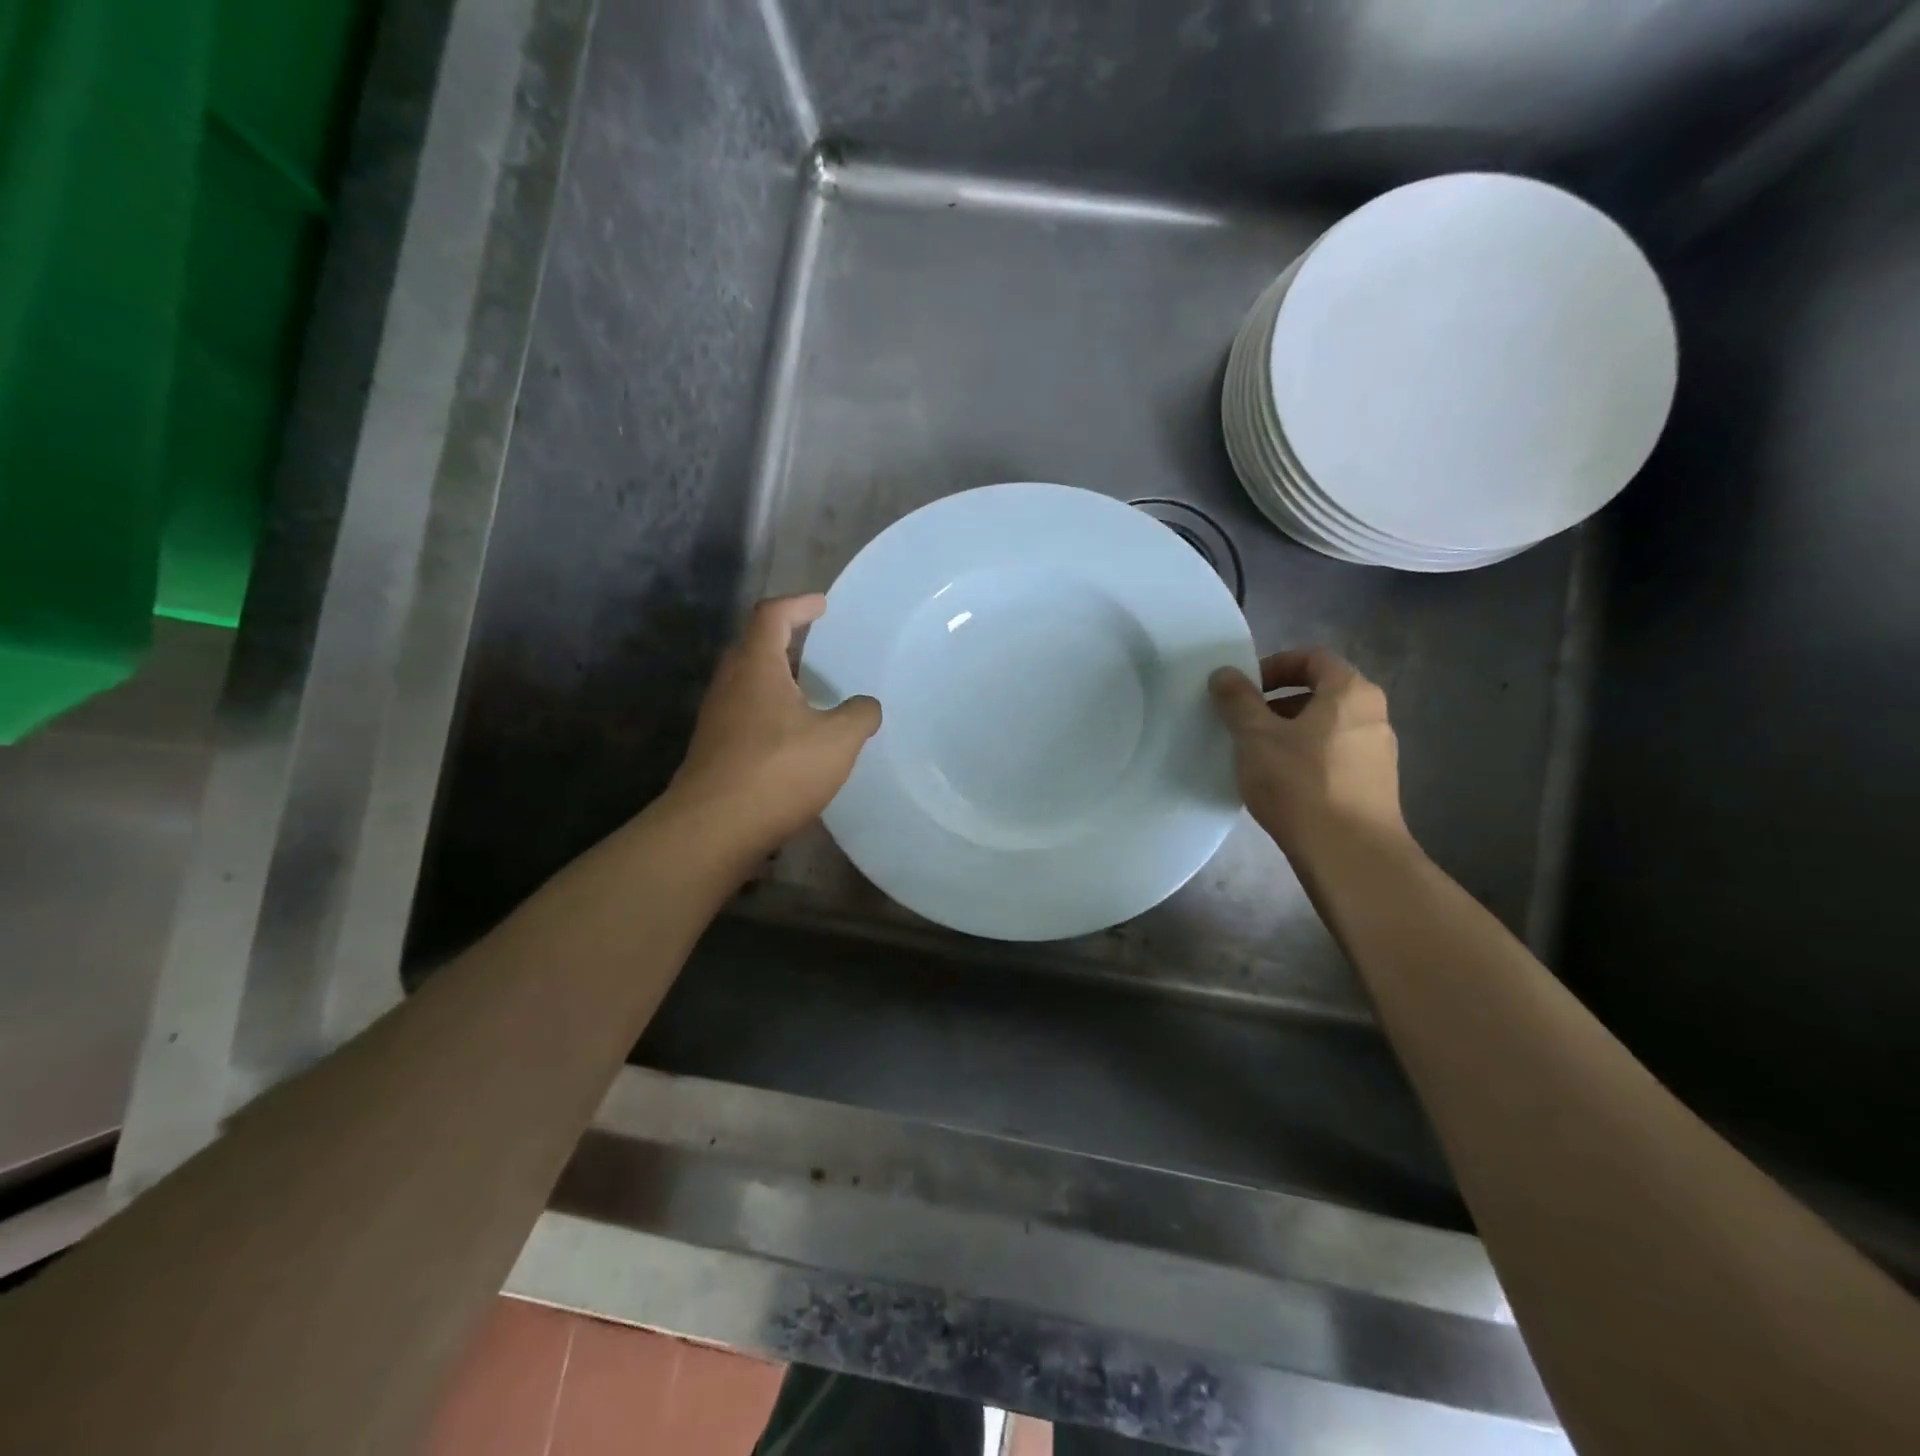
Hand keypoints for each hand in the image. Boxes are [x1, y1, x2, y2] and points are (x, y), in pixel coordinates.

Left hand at [667, 595, 881, 858]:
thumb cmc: (777, 770)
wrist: (713, 829)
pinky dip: (771, 712)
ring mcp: (717, 719)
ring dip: (778, 680)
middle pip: (754, 646)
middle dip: (786, 640)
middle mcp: (730, 684)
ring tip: (812, 693)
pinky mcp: (715, 750)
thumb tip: (866, 706)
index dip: (798, 604)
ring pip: (748, 683)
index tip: (822, 605)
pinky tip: (795, 738)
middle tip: (816, 646)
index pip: (772, 615)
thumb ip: (860, 715)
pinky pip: (746, 715)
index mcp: (756, 667)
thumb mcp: (837, 740)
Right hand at [1209, 649, 1409, 862]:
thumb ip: (1237, 700)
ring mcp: (1378, 752)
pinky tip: (1282, 785)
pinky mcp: (1375, 785)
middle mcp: (1373, 715)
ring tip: (1257, 757)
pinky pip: (1334, 756)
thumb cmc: (1300, 783)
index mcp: (1350, 692)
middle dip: (1277, 703)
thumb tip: (1224, 673)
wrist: (1349, 854)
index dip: (1274, 666)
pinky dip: (1306, 758)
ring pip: (1326, 727)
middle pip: (1321, 693)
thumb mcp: (1255, 736)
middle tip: (1244, 724)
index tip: (1245, 690)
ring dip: (1290, 733)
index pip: (1313, 658)